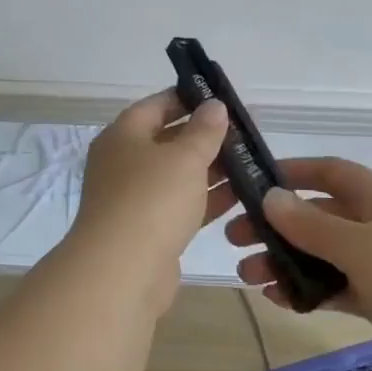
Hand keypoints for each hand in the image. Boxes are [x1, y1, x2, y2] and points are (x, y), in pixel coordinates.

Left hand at [68, 90, 228, 285]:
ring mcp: (134, 199)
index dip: (187, 98)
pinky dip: (206, 199)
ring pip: (177, 176)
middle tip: (244, 132)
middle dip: (204, 137)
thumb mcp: (185, 157)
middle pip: (167, 141)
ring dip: (210, 170)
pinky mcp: (148, 231)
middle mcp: (123, 164)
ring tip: (249, 162)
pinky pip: (181, 206)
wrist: (122, 272)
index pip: (156, 105)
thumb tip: (214, 106)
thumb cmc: (152, 200)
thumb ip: (204, 130)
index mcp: (123, 136)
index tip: (220, 98)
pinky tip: (239, 196)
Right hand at [217, 157, 371, 370]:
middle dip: (278, 226)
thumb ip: (313, 225)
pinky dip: (311, 290)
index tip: (253, 183)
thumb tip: (271, 197)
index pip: (328, 172)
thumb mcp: (360, 246)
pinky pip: (339, 286)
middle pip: (320, 216)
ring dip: (288, 262)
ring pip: (325, 254)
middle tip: (237, 240)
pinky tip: (281, 299)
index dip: (292, 172)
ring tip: (250, 278)